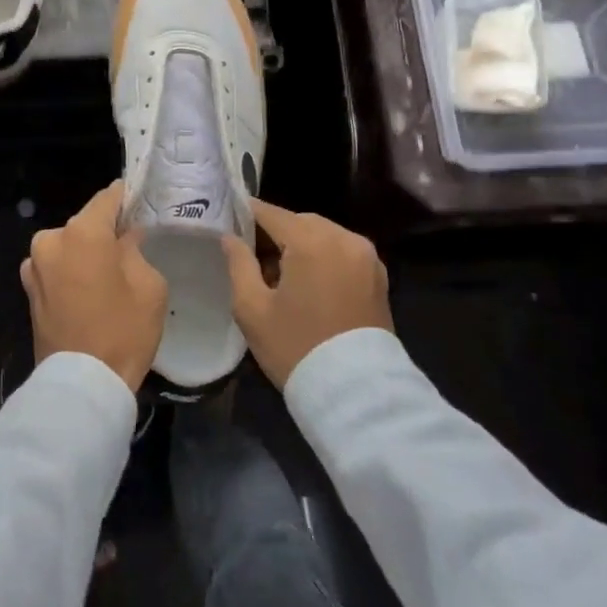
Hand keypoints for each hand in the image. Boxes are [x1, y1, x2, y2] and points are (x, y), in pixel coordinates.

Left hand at [22, 182, 168, 391]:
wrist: (82, 384)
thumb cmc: (123, 330)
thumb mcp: (148, 286)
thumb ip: (136, 250)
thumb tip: (125, 237)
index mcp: (82, 232)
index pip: (107, 198)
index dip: (125, 197)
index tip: (138, 199)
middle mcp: (51, 240)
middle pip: (85, 224)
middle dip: (105, 232)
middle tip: (129, 246)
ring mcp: (34, 265)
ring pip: (68, 247)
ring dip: (85, 254)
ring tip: (108, 275)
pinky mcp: (28, 290)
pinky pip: (56, 269)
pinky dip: (70, 272)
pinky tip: (88, 292)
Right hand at [222, 201, 392, 387]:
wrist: (356, 393)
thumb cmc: (296, 347)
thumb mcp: (252, 308)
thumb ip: (238, 264)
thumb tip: (230, 237)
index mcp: (311, 241)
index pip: (271, 213)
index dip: (247, 213)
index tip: (228, 217)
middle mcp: (343, 238)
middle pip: (299, 221)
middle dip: (275, 232)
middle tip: (251, 255)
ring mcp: (366, 256)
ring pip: (322, 234)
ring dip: (300, 244)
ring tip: (279, 274)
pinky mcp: (378, 276)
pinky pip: (341, 252)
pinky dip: (322, 256)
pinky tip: (307, 283)